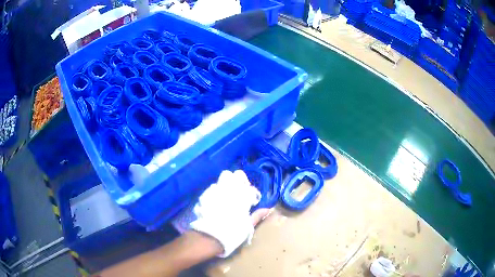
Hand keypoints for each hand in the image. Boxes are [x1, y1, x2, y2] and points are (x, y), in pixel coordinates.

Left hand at [173, 170, 271, 256]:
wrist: (210, 237)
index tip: (250, 198)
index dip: (250, 190)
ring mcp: (216, 190)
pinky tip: (216, 200)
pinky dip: (216, 191)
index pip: (248, 185)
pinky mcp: (205, 195)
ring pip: (223, 178)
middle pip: (235, 175)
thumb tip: (268, 209)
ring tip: (227, 194)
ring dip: (227, 184)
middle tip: (239, 190)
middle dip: (238, 180)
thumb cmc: (232, 232)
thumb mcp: (248, 225)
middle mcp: (229, 189)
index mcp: (241, 196)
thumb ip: (257, 215)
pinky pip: (212, 187)